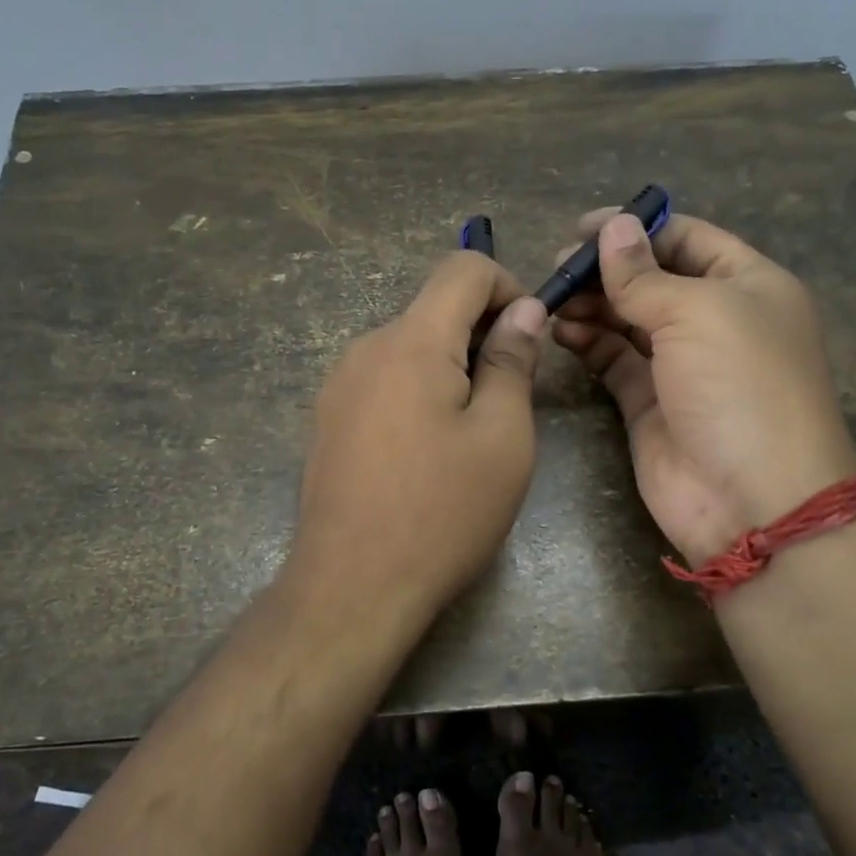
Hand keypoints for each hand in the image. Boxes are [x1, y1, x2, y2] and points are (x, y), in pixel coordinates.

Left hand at [286, 251, 548, 630]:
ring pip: (409, 346)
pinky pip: (383, 379)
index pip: (462, 268)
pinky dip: (417, 390)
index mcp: (411, 342)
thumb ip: (512, 361)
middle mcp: (366, 348)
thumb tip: (523, 310)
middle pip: (434, 309)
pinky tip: (425, 450)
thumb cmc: (442, 512)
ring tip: (469, 432)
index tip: (528, 337)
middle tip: (509, 397)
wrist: (351, 586)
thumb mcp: (502, 438)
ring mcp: (338, 384)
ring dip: (449, 366)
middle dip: (481, 334)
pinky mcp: (327, 418)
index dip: (507, 286)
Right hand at [551, 211, 855, 565]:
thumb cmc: (740, 387)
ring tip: (553, 300)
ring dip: (592, 305)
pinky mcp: (649, 402)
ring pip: (627, 319)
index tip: (583, 228)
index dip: (637, 228)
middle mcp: (715, 320)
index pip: (687, 238)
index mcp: (747, 285)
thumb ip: (644, 274)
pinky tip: (561, 331)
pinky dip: (588, 342)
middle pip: (652, 278)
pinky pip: (614, 359)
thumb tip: (611, 228)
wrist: (753, 501)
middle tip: (558, 269)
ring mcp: (681, 364)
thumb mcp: (697, 314)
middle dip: (606, 270)